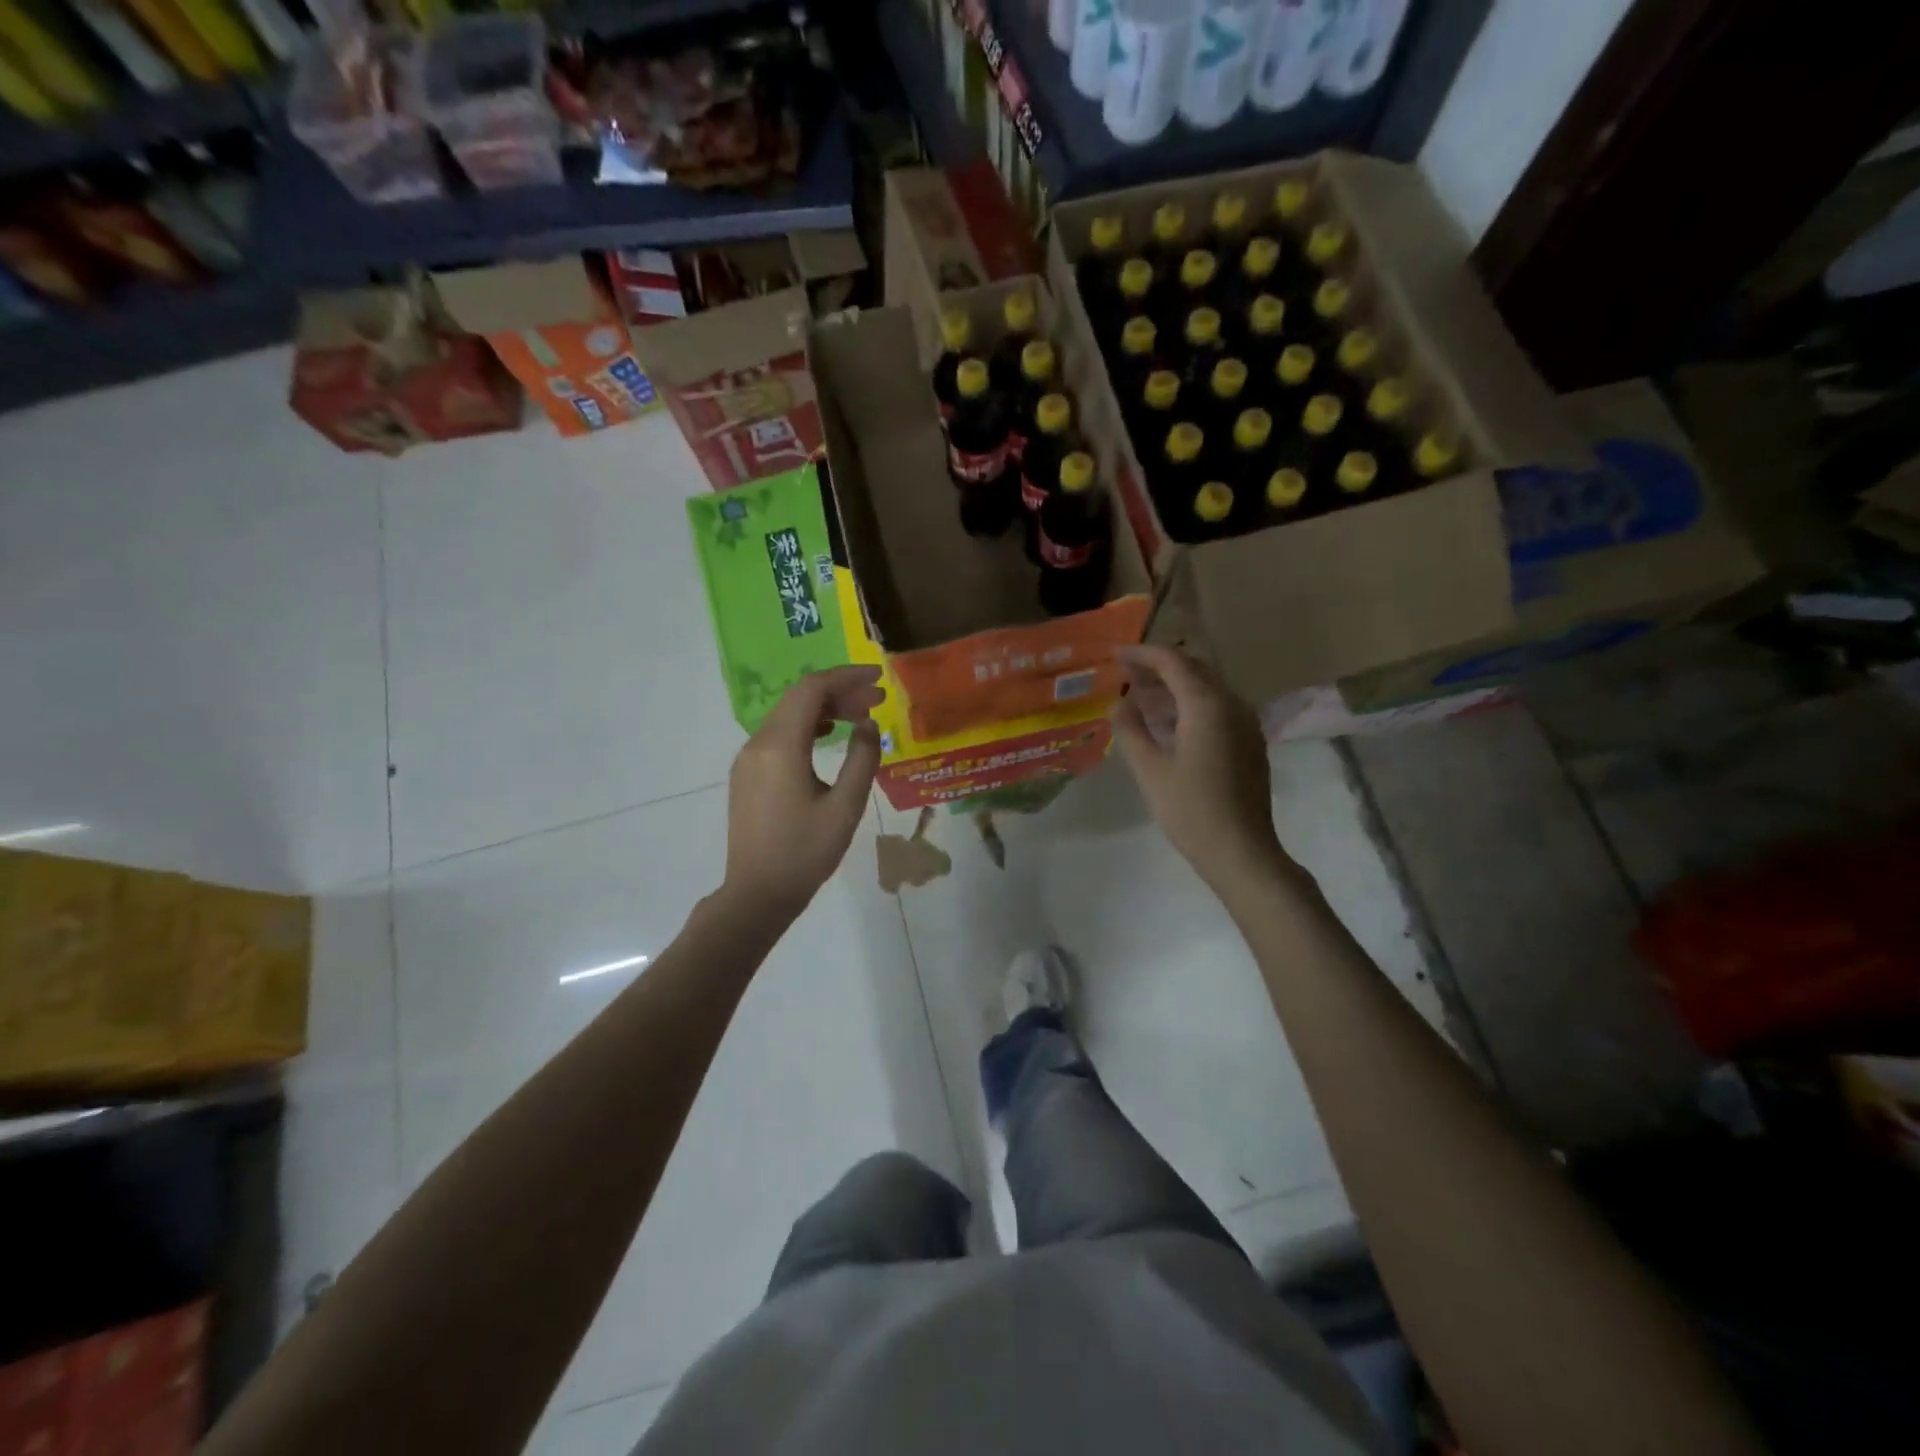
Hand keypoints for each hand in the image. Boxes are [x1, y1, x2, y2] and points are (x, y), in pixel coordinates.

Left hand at [724, 665, 884, 913]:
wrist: (757, 894)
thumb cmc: (805, 853)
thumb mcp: (845, 807)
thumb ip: (862, 759)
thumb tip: (869, 726)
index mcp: (781, 747)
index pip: (812, 690)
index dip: (847, 677)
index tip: (878, 679)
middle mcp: (758, 744)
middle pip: (799, 698)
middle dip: (840, 692)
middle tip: (878, 701)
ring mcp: (748, 759)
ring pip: (788, 715)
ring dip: (824, 709)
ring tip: (860, 717)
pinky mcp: (747, 774)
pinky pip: (778, 735)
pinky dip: (807, 727)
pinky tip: (829, 736)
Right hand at [1111, 646, 1291, 893]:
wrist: (1240, 850)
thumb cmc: (1190, 808)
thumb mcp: (1149, 768)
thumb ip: (1130, 729)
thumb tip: (1120, 704)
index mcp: (1207, 704)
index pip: (1173, 662)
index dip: (1142, 654)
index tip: (1116, 656)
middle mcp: (1232, 704)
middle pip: (1195, 669)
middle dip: (1160, 666)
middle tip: (1127, 674)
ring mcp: (1246, 723)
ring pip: (1209, 688)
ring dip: (1176, 685)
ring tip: (1144, 696)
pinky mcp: (1250, 742)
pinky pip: (1219, 708)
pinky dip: (1192, 704)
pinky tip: (1171, 723)